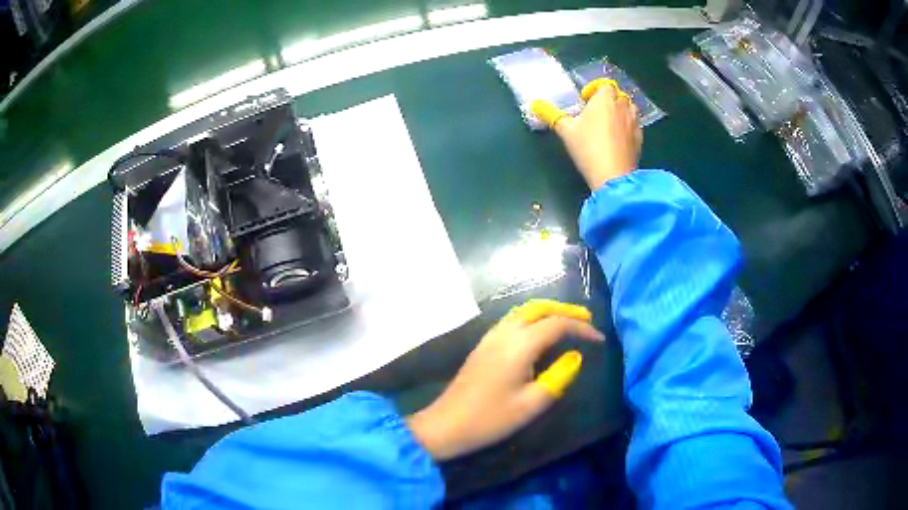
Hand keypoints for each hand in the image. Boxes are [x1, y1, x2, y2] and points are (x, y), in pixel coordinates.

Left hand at [406, 300, 604, 460]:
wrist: (446, 424)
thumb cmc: (491, 419)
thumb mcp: (532, 404)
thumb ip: (558, 376)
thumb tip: (575, 356)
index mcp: (519, 345)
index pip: (557, 324)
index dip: (581, 328)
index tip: (599, 339)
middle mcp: (504, 333)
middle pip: (539, 308)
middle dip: (565, 310)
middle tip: (587, 320)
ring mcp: (490, 337)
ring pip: (524, 311)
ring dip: (548, 311)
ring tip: (568, 322)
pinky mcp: (483, 345)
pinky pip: (513, 319)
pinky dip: (533, 317)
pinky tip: (539, 333)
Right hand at [534, 81, 642, 189]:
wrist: (613, 176)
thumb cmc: (588, 148)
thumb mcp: (565, 131)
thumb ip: (551, 114)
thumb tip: (534, 104)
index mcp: (604, 100)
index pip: (604, 84)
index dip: (595, 89)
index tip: (586, 101)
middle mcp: (622, 107)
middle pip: (619, 94)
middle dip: (609, 99)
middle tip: (597, 112)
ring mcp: (634, 123)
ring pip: (630, 108)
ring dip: (621, 111)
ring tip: (609, 123)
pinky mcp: (640, 139)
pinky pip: (635, 125)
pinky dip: (628, 126)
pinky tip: (618, 138)